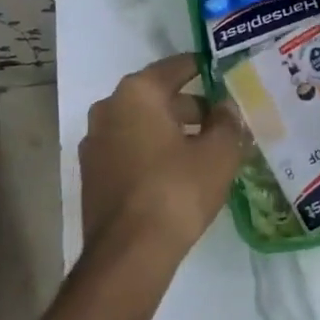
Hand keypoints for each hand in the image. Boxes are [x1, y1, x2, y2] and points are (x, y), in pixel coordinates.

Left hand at [78, 54, 243, 282]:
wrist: (129, 253)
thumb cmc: (177, 190)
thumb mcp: (218, 153)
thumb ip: (227, 122)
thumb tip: (226, 107)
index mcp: (137, 93)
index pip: (175, 67)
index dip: (203, 68)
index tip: (224, 73)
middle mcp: (108, 109)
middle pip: (157, 97)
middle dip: (191, 107)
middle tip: (223, 120)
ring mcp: (95, 143)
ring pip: (142, 125)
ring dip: (172, 131)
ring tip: (206, 149)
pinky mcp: (92, 174)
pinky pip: (129, 149)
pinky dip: (153, 152)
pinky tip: (179, 172)